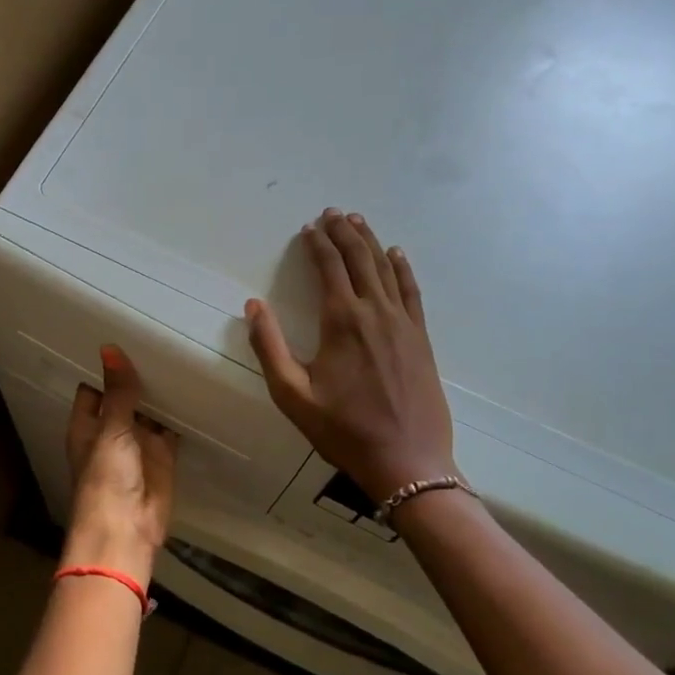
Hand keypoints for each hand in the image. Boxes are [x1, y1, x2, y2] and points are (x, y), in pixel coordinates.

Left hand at [62, 344, 177, 581]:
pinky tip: (194, 386)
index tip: (123, 334)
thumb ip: (118, 391)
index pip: (95, 387)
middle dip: (138, 375)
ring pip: (150, 410)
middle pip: (125, 396)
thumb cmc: (106, 479)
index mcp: (88, 424)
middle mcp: (112, 430)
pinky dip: (181, 412)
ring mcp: (139, 442)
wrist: (127, 531)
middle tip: (160, 335)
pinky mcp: (163, 455)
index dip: (106, 366)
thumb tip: (110, 348)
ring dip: (161, 391)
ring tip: (179, 352)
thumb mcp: (111, 429)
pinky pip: (172, 427)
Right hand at [245, 209, 455, 503]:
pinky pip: (412, 291)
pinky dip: (402, 269)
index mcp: (342, 321)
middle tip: (333, 213)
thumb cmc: (343, 430)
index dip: (317, 243)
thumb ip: (269, 347)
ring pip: (386, 269)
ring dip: (371, 242)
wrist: (408, 461)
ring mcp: (403, 323)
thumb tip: (253, 306)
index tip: (309, 227)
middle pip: (360, 259)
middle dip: (344, 232)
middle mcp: (375, 312)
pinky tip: (397, 255)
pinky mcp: (421, 338)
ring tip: (359, 222)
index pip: (329, 267)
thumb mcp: (292, 394)